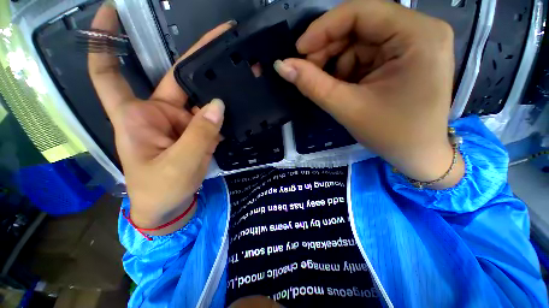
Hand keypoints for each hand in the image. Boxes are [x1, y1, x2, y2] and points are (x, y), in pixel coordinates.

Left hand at [88, 4, 232, 233]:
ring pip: (201, 100)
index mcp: (136, 116)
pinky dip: (223, 113)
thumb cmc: (162, 189)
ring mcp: (182, 123)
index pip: (108, 72)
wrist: (171, 206)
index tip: (110, 11)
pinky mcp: (197, 132)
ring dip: (219, 92)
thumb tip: (218, 105)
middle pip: (178, 79)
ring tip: (241, 75)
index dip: (105, 41)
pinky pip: (212, 117)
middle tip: (225, 41)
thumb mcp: (180, 164)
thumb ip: (201, 134)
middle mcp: (158, 112)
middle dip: (200, 62)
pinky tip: (239, 104)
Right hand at [275, 0, 463, 188]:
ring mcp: (414, 44)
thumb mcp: (348, 108)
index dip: (323, 29)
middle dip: (329, 49)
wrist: (418, 155)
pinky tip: (345, 88)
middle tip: (308, 72)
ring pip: (360, 42)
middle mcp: (420, 30)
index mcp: (418, 35)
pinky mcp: (405, 58)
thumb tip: (281, 65)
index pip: (361, 11)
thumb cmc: (391, 134)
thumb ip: (312, 84)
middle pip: (360, 25)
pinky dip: (349, 70)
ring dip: (338, 63)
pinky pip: (367, 55)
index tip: (299, 51)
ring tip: (330, 88)